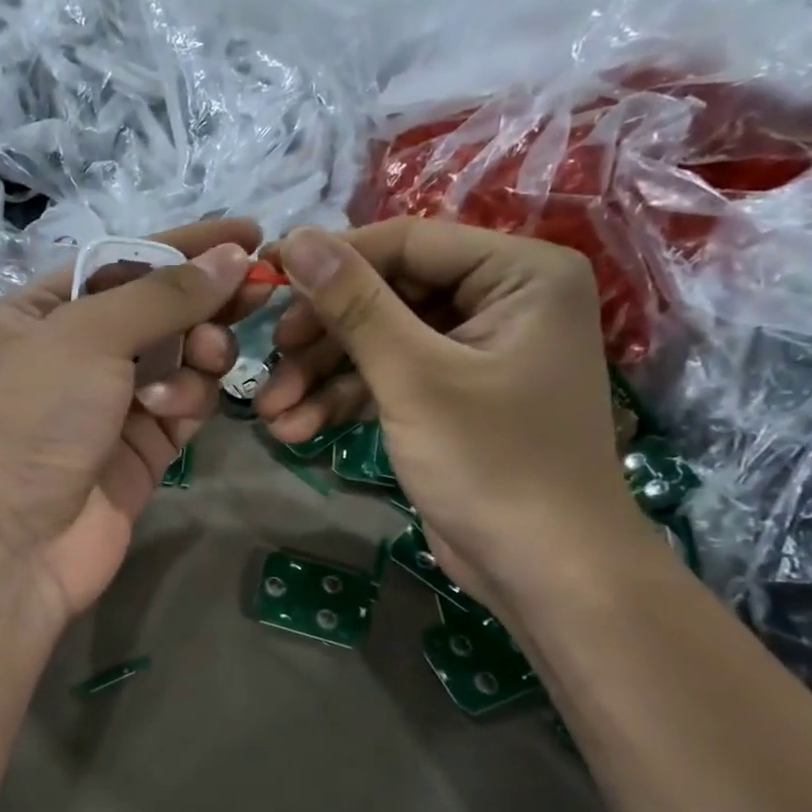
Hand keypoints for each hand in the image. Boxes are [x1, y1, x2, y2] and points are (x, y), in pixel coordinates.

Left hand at [0, 219, 261, 624]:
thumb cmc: (34, 418)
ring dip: (197, 355)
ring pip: (181, 357)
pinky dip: (189, 399)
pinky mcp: (142, 449)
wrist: (12, 543)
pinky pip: (184, 405)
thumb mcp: (88, 337)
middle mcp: (76, 352)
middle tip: (252, 297)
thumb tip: (234, 257)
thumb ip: (164, 295)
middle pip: (160, 309)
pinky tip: (175, 410)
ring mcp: (111, 403)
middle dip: (203, 302)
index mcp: (43, 311)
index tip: (251, 233)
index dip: (187, 245)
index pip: (126, 261)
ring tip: (201, 365)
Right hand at [255, 222, 640, 612]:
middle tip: (270, 360)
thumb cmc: (493, 463)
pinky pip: (389, 379)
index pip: (407, 241)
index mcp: (518, 273)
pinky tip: (298, 429)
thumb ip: (354, 305)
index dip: (332, 259)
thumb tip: (296, 238)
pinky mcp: (450, 395)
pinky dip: (344, 401)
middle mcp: (500, 300)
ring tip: (272, 412)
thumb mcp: (414, 377)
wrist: (545, 573)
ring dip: (322, 377)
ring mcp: (473, 351)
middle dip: (322, 337)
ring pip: (379, 342)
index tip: (266, 277)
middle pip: (387, 295)